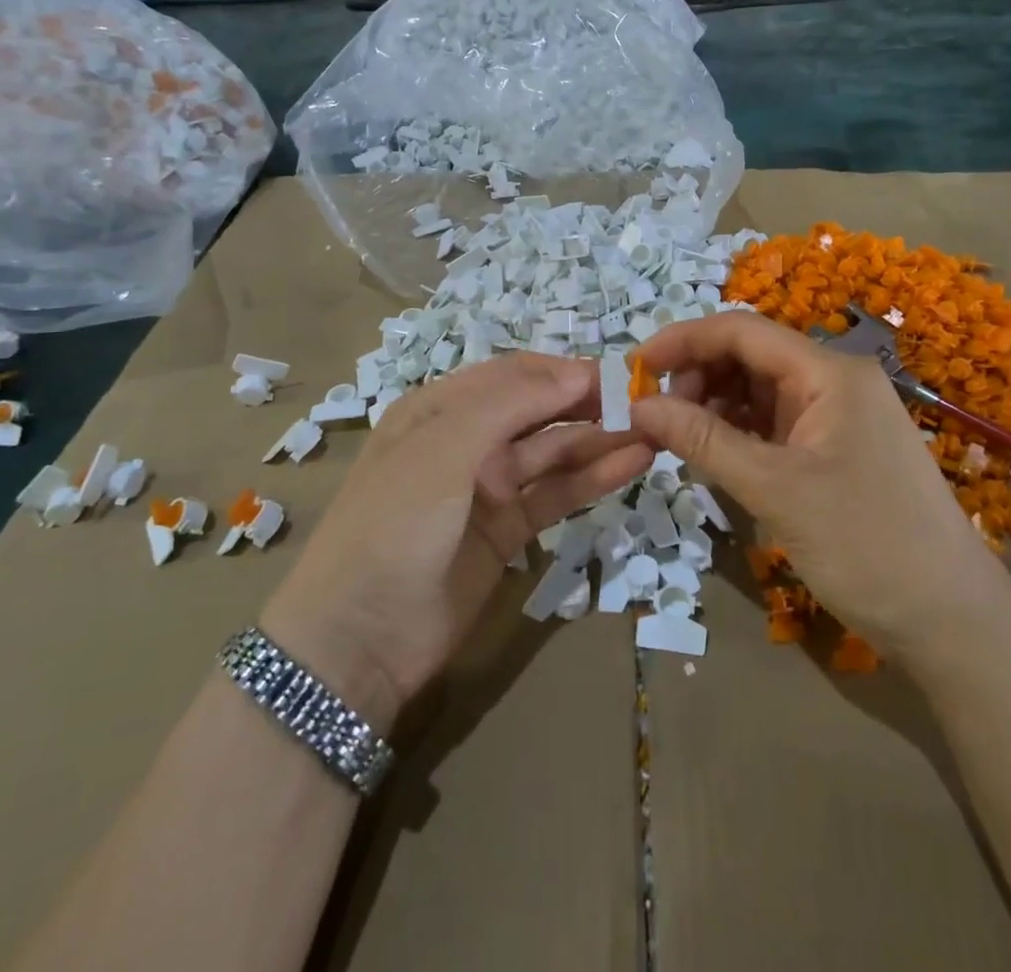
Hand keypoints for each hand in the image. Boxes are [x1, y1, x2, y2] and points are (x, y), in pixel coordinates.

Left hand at [261, 353, 650, 734]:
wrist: (356, 640)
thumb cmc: (393, 523)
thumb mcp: (443, 447)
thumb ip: (510, 402)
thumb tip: (576, 370)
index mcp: (440, 408)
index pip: (515, 374)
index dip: (564, 371)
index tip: (618, 375)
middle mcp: (467, 439)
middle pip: (539, 410)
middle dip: (588, 403)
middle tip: (646, 403)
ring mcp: (489, 486)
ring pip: (554, 452)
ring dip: (600, 440)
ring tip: (654, 431)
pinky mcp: (509, 531)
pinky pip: (556, 494)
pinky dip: (593, 479)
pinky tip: (633, 465)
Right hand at [631, 312, 998, 660]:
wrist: (951, 621)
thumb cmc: (867, 546)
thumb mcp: (775, 490)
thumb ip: (704, 441)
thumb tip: (639, 406)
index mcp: (829, 373)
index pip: (743, 331)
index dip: (684, 339)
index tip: (636, 365)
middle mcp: (835, 381)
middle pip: (750, 356)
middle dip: (698, 376)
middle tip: (657, 416)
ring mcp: (838, 416)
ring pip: (760, 391)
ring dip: (715, 405)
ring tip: (679, 438)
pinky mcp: (837, 449)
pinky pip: (775, 423)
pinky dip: (739, 432)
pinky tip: (714, 454)